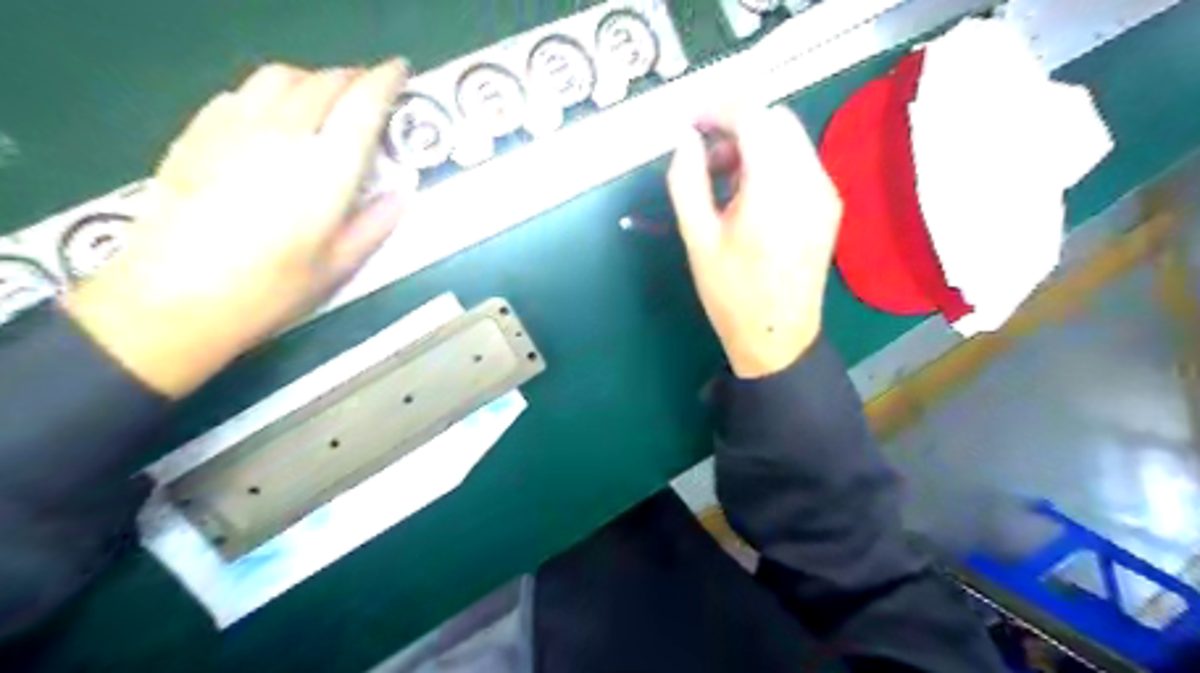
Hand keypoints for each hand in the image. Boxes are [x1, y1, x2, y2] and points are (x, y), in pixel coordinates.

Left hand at [66, 60, 412, 395]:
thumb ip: (376, 223)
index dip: (385, 80)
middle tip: (369, 92)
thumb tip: (403, 192)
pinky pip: (241, 92)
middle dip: (353, 78)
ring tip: (325, 99)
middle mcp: (283, 133)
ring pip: (279, 76)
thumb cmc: (271, 289)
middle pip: (323, 81)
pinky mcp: (198, 133)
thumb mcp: (339, 265)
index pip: (363, 104)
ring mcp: (234, 127)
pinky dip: (270, 92)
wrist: (175, 297)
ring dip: (312, 79)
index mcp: (326, 168)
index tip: (399, 70)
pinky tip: (274, 116)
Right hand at [665, 106, 841, 379]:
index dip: (719, 109)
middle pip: (777, 120)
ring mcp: (826, 193)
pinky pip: (801, 162)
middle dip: (738, 125)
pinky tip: (751, 196)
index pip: (754, 116)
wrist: (778, 337)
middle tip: (706, 159)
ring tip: (724, 181)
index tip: (692, 125)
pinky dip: (773, 162)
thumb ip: (687, 181)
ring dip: (755, 144)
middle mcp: (810, 181)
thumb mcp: (697, 238)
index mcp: (774, 189)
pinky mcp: (829, 206)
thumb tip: (686, 140)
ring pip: (791, 139)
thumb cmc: (731, 294)